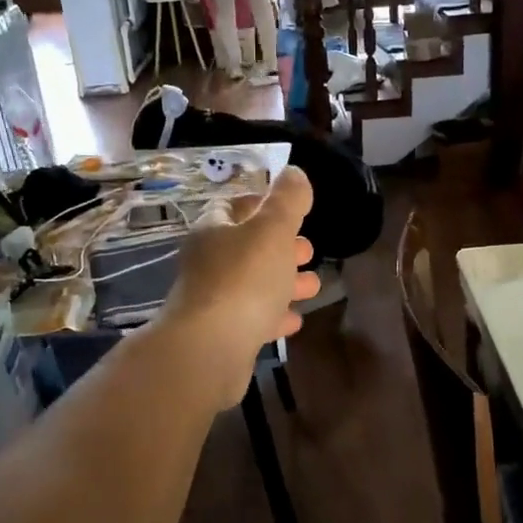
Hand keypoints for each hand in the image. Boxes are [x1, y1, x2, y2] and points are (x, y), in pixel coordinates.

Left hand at [158, 166, 319, 408]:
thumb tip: (294, 173)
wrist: (210, 349)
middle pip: (248, 247)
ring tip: (314, 286)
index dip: (264, 204)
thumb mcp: (273, 229)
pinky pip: (253, 319)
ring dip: (284, 283)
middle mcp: (209, 262)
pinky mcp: (223, 335)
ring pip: (254, 285)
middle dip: (281, 247)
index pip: (236, 206)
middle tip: (308, 250)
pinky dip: (275, 316)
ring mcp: (214, 301)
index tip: (294, 210)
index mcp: (214, 229)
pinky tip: (294, 320)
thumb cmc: (243, 279)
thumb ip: (288, 200)